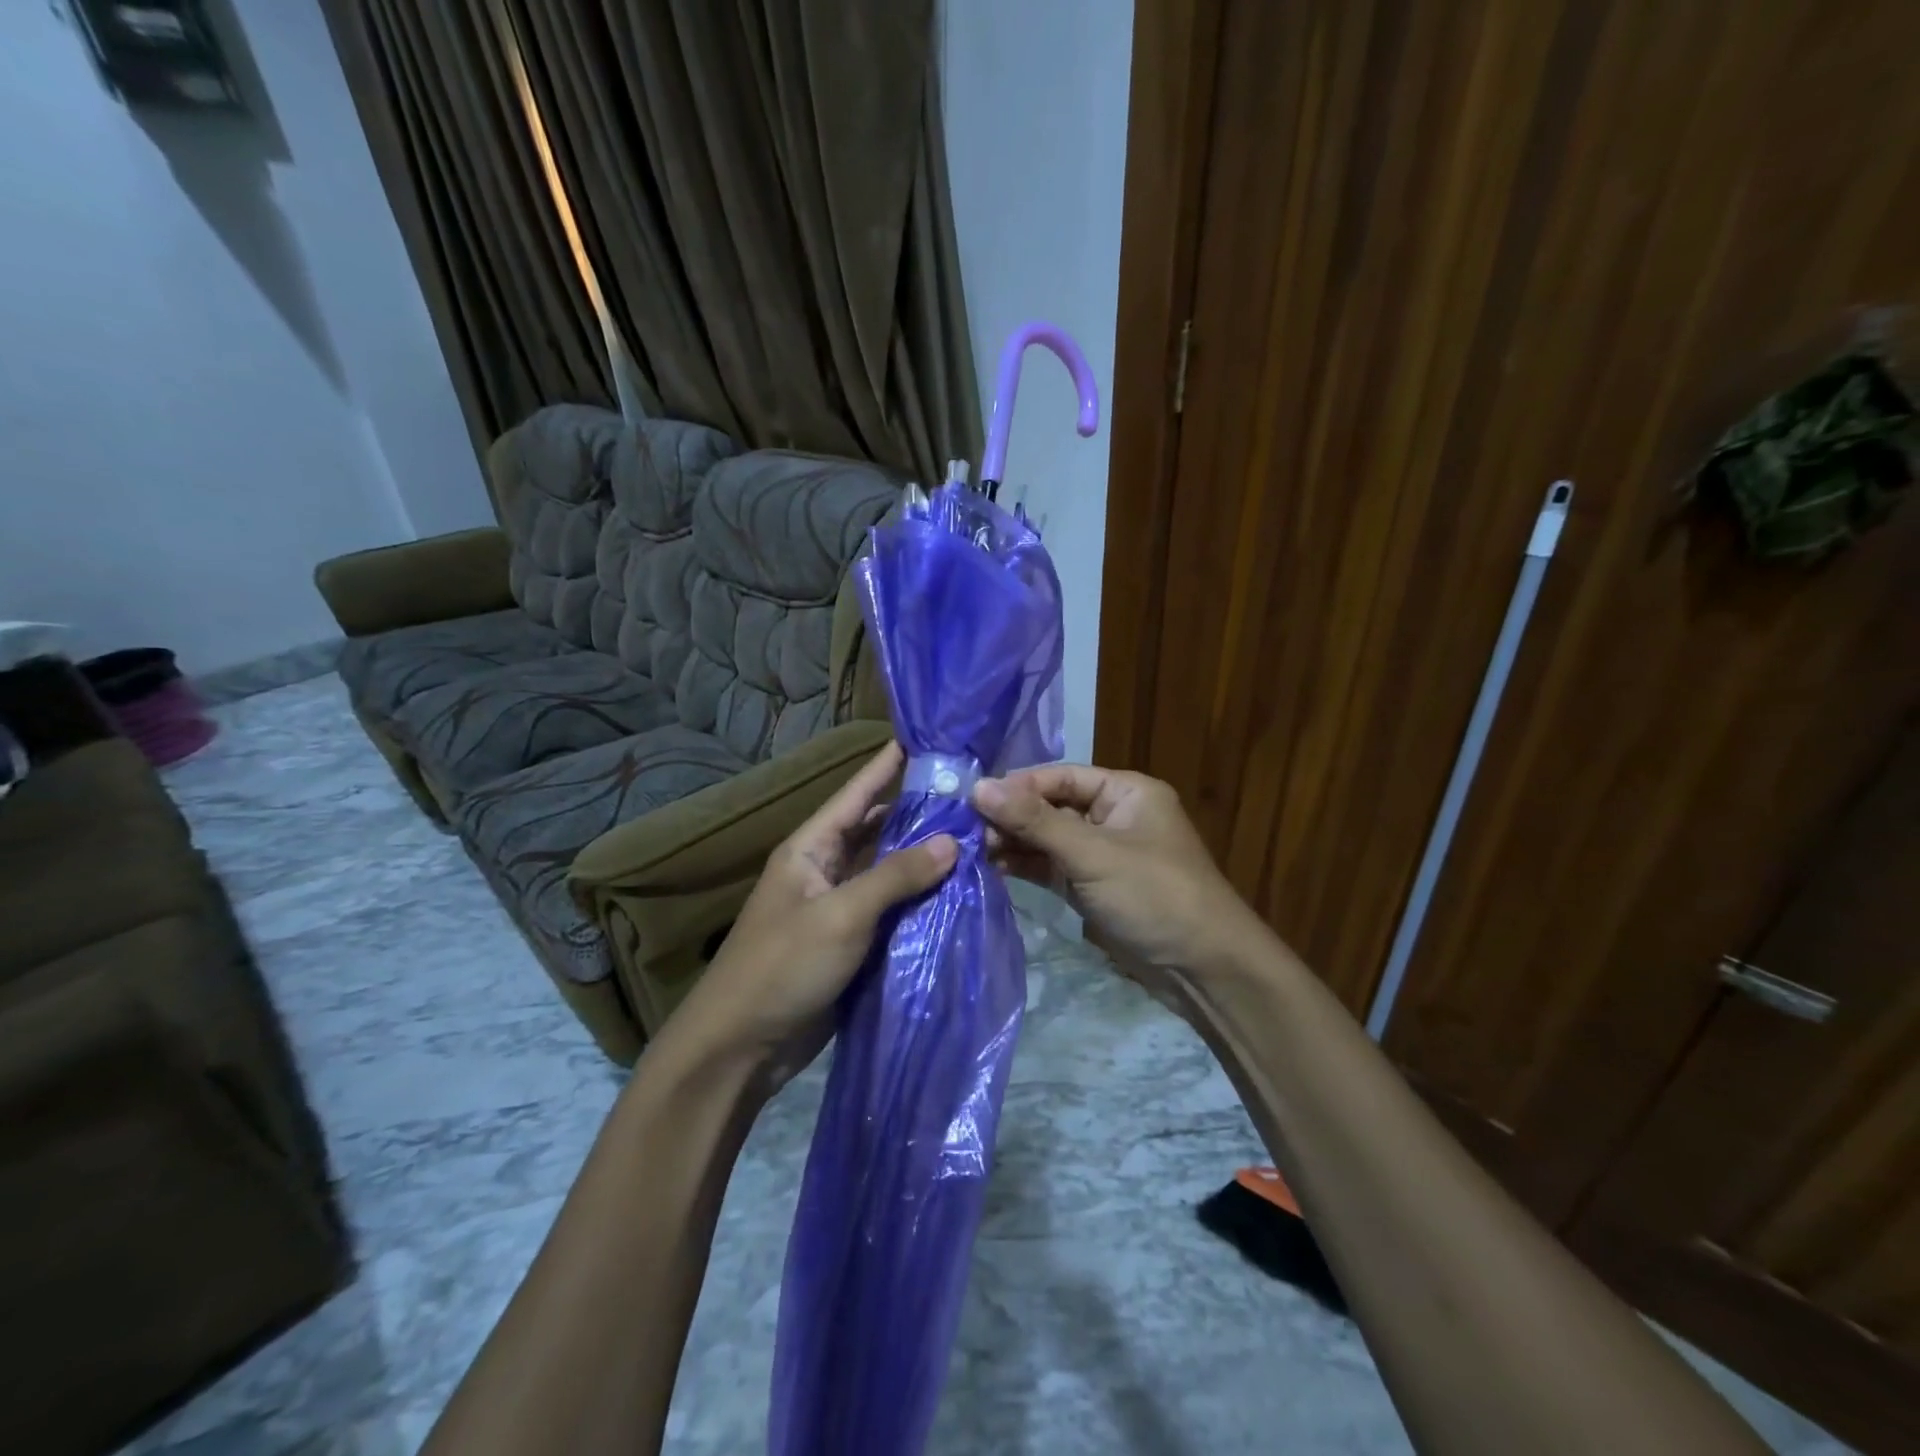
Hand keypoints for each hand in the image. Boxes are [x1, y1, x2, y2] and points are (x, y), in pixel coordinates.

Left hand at [669, 743, 956, 1090]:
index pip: (856, 794)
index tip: (923, 738)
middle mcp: (824, 869)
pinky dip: (919, 899)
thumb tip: (952, 840)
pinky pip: (890, 909)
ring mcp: (837, 907)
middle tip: (969, 796)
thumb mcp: (841, 915)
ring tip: (973, 837)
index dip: (887, 765)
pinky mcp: (850, 942)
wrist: (741, 1046)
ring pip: (887, 871)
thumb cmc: (783, 966)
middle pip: (876, 830)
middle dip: (917, 813)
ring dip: (922, 858)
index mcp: (810, 848)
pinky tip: (956, 892)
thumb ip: (896, 876)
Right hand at [972, 765, 1264, 975]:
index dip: (1017, 786)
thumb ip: (1035, 821)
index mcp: (1125, 792)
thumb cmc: (1153, 894)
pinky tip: (992, 868)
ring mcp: (1101, 853)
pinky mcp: (1092, 886)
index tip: (972, 799)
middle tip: (964, 830)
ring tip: (971, 851)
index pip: (1060, 777)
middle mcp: (1112, 816)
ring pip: (1048, 839)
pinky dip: (1026, 867)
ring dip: (1014, 843)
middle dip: (1011, 817)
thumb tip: (979, 786)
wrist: (1203, 969)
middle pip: (1051, 806)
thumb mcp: (1092, 853)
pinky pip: (1052, 867)